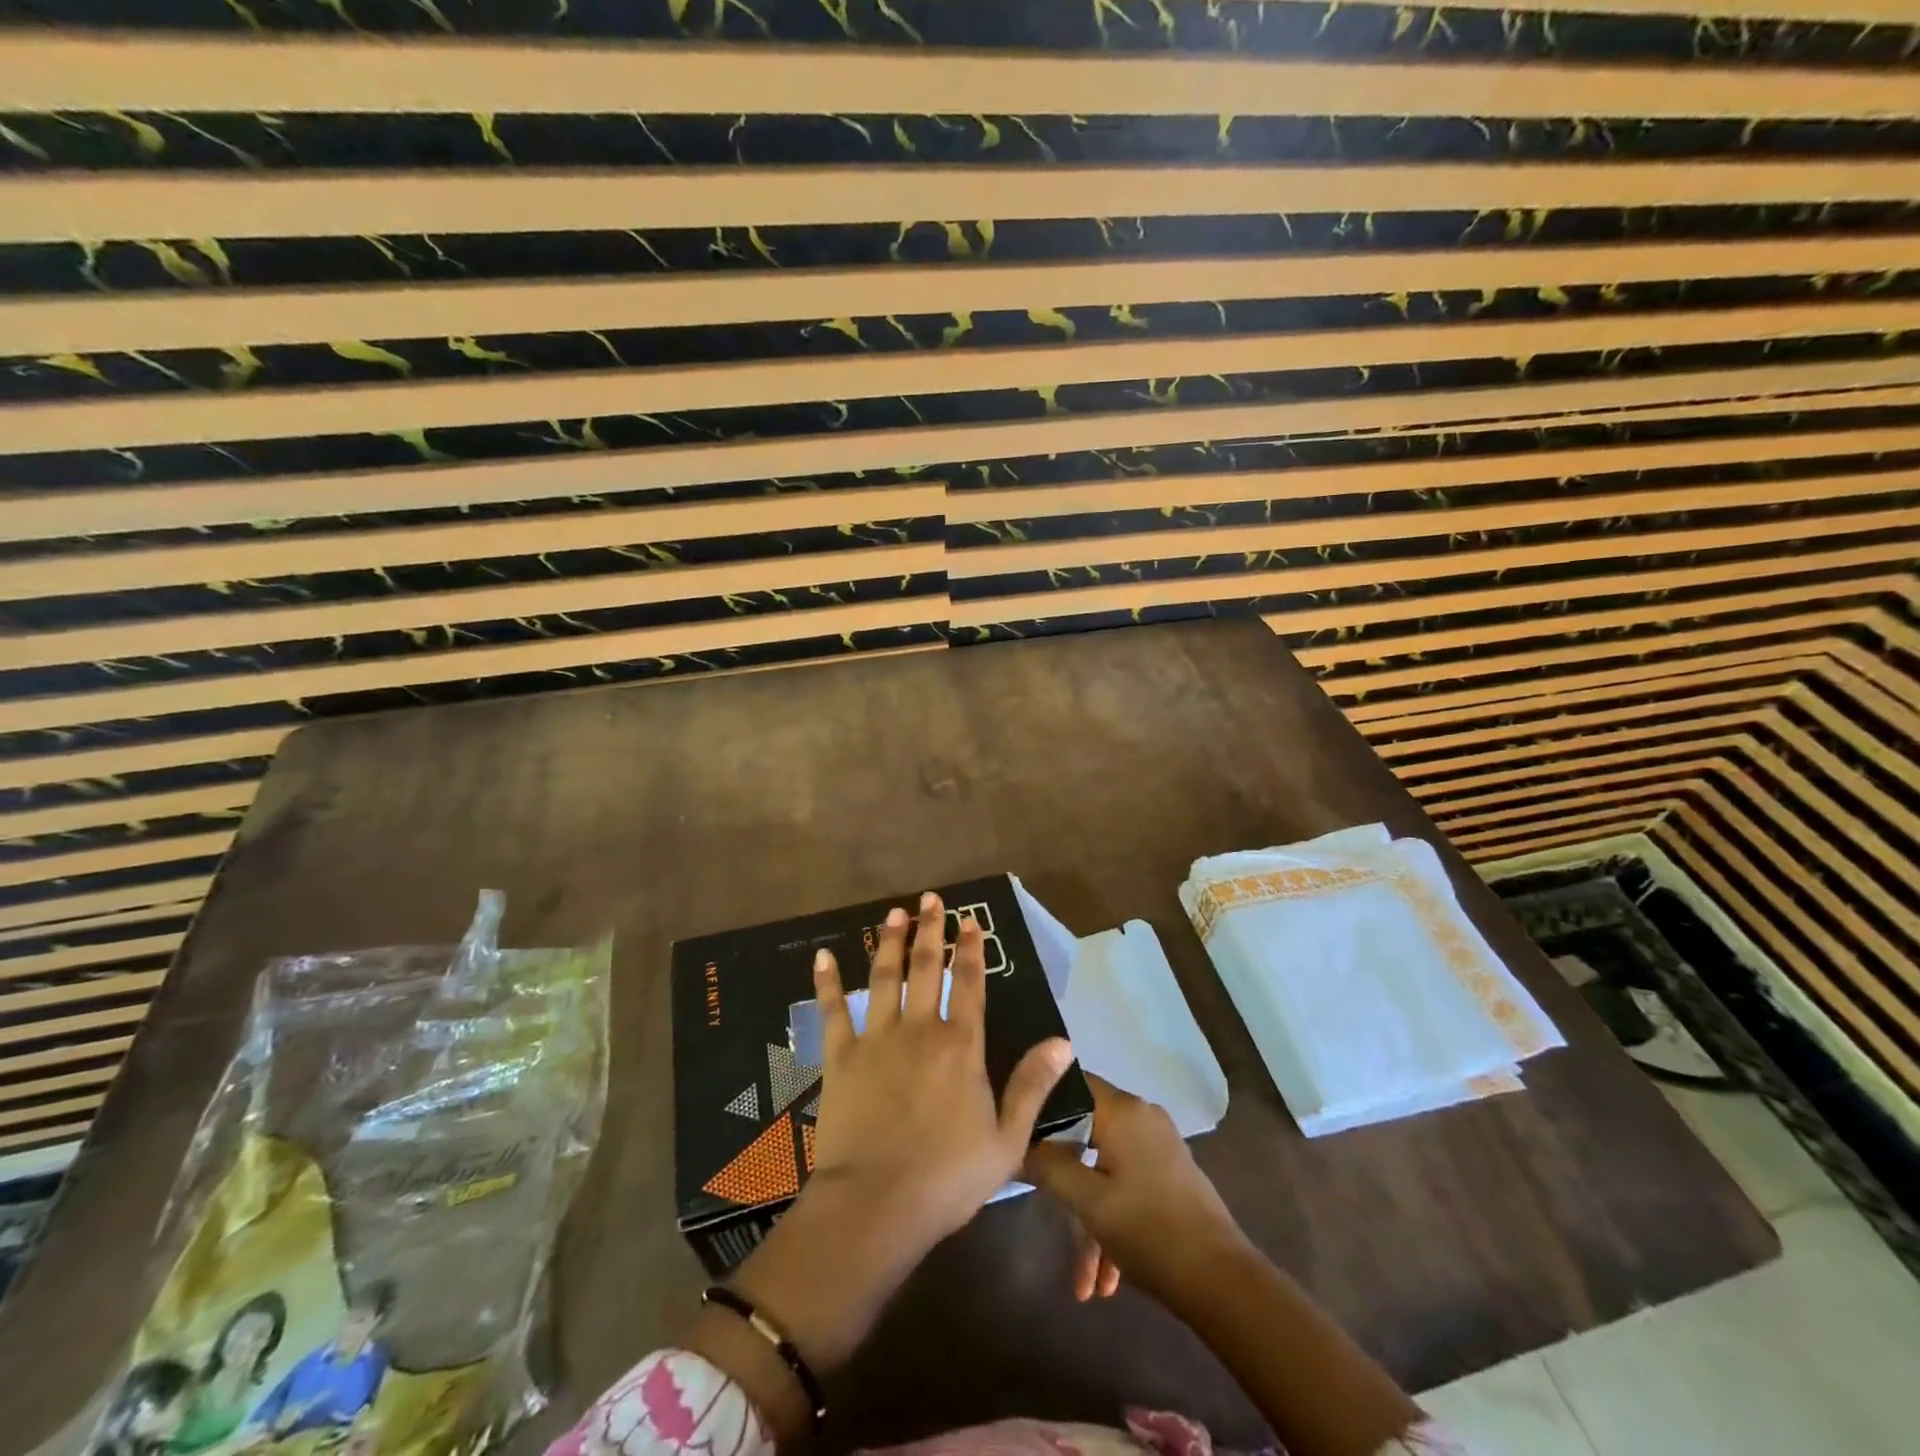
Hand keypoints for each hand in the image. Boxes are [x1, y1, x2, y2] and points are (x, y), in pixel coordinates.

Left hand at [807, 891, 1073, 1247]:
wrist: (877, 1204)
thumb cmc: (948, 1177)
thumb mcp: (1007, 1140)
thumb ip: (1032, 1086)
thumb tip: (1063, 1042)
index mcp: (961, 1046)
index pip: (970, 984)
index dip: (971, 950)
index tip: (970, 921)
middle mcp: (920, 1029)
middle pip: (927, 968)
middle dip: (931, 930)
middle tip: (931, 898)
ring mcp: (877, 1039)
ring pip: (885, 978)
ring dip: (891, 942)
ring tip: (895, 913)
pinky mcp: (841, 1057)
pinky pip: (833, 1010)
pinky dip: (827, 982)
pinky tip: (824, 955)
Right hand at [1022, 1074, 1247, 1311]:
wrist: (1223, 1281)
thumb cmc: (1149, 1230)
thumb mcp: (1088, 1202)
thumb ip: (1049, 1166)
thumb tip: (1020, 1144)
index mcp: (1122, 1110)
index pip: (1070, 1084)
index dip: (1041, 1105)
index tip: (1019, 1134)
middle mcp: (1142, 1117)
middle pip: (1086, 1133)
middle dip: (1064, 1179)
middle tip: (1043, 1207)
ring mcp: (1159, 1147)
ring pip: (1106, 1170)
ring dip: (1090, 1219)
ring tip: (1083, 1283)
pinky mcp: (1170, 1175)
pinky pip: (1128, 1186)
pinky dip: (1113, 1222)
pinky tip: (1105, 1280)